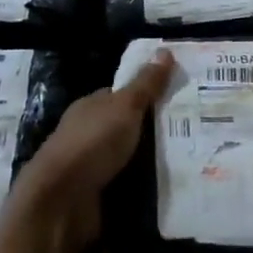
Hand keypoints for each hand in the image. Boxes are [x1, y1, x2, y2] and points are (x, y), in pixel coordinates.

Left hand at [10, 53, 175, 245]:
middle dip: (153, 130)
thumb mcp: (125, 106)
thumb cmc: (92, 143)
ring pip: (127, 158)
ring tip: (189, 159)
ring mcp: (89, 166)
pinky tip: (168, 186)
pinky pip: (126, 185)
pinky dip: (143, 186)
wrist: (60, 202)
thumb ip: (146, 83)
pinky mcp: (95, 196)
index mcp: (91, 106)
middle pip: (126, 126)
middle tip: (193, 130)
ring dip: (150, 160)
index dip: (148, 94)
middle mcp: (88, 133)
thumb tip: (165, 50)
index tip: (178, 98)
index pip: (122, 95)